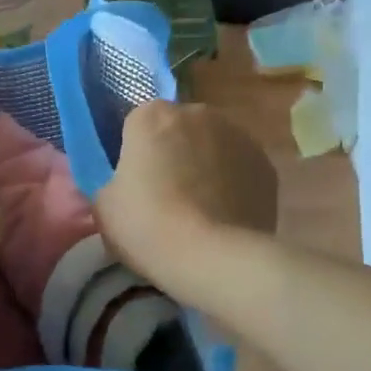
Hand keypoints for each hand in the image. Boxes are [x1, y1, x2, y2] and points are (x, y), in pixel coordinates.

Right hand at [97, 101, 277, 284]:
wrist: (213, 257)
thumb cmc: (148, 226)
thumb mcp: (104, 205)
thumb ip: (114, 181)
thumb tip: (129, 184)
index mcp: (152, 116)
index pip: (137, 125)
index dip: (135, 154)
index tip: (135, 184)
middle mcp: (198, 113)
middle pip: (179, 129)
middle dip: (174, 153)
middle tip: (166, 197)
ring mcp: (238, 136)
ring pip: (213, 146)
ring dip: (206, 166)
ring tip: (200, 210)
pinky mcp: (266, 165)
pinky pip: (239, 169)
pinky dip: (233, 184)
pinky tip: (225, 216)